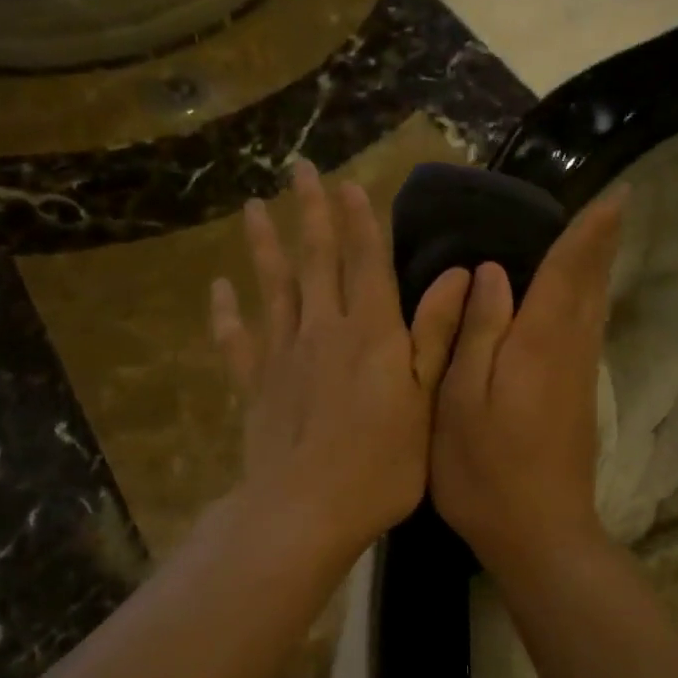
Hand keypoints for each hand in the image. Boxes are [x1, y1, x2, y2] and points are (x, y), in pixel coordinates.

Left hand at [212, 160, 471, 565]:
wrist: (307, 508)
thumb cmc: (382, 462)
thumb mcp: (425, 400)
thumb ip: (436, 335)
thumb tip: (459, 275)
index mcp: (371, 332)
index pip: (366, 261)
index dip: (359, 219)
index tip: (347, 181)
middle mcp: (323, 329)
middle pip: (315, 259)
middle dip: (309, 212)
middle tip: (298, 168)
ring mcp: (282, 354)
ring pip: (272, 287)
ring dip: (263, 246)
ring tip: (253, 208)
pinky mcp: (254, 383)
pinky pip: (236, 340)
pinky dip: (226, 313)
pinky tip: (218, 289)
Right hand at [430, 186, 625, 577]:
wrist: (539, 533)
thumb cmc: (485, 468)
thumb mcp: (462, 399)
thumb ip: (477, 332)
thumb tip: (492, 274)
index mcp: (540, 343)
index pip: (569, 271)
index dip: (589, 232)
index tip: (616, 194)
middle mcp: (570, 351)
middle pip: (591, 286)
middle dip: (601, 244)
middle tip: (612, 206)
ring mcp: (578, 378)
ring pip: (593, 309)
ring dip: (596, 270)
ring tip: (595, 238)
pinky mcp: (577, 399)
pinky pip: (585, 331)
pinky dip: (585, 302)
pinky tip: (573, 301)